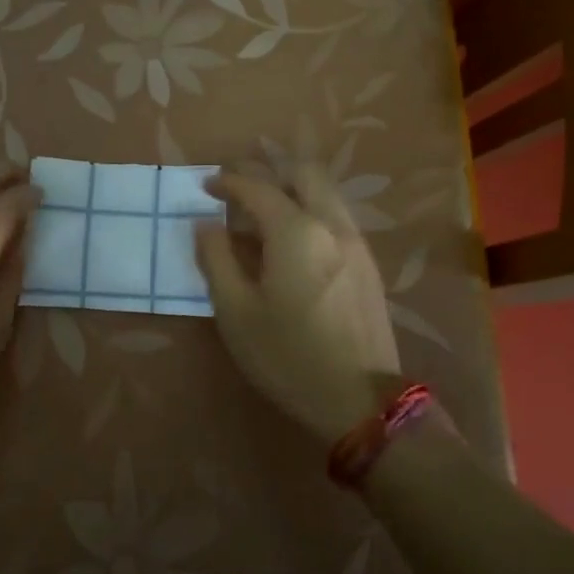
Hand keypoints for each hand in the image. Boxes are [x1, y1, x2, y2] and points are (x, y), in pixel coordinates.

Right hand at [195, 163, 400, 447]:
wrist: (360, 400)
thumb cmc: (288, 356)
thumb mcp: (235, 312)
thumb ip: (216, 259)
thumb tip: (206, 224)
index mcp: (296, 231)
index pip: (258, 188)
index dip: (228, 181)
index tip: (206, 185)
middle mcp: (331, 224)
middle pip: (302, 173)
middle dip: (267, 172)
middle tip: (238, 189)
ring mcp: (356, 241)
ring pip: (324, 192)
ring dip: (291, 189)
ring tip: (262, 214)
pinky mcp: (367, 263)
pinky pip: (336, 216)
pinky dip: (310, 210)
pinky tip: (291, 241)